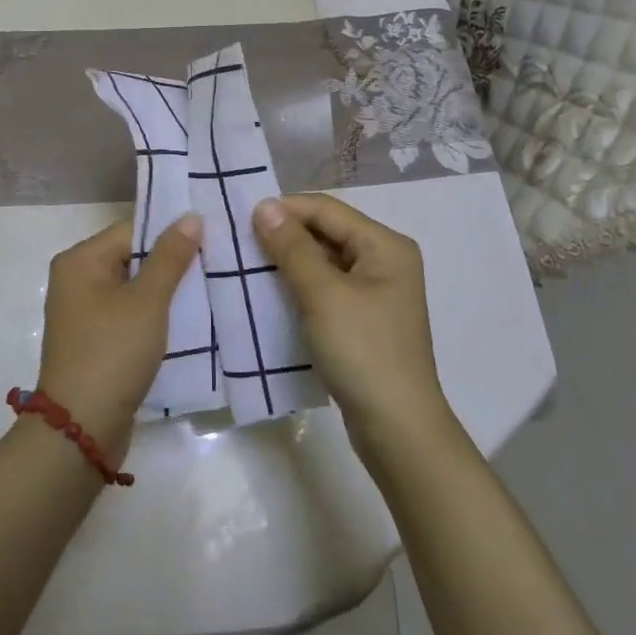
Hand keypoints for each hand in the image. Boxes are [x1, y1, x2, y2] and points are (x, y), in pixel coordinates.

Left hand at [37, 213, 202, 455]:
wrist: (81, 427)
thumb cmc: (113, 352)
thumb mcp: (148, 300)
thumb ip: (170, 256)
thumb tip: (191, 216)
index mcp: (80, 261)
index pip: (131, 230)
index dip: (170, 233)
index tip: (210, 238)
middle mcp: (76, 280)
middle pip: (132, 258)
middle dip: (171, 263)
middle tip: (216, 263)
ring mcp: (83, 314)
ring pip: (133, 289)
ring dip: (166, 292)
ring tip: (209, 289)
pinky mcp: (95, 341)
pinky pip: (128, 316)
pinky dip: (153, 317)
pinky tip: (187, 321)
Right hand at [252, 194, 448, 441]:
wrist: (396, 428)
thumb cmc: (363, 352)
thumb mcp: (322, 295)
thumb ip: (292, 247)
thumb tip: (264, 206)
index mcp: (385, 245)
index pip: (327, 210)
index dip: (284, 209)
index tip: (240, 217)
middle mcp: (385, 260)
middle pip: (327, 232)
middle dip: (284, 234)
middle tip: (238, 241)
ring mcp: (375, 291)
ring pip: (323, 261)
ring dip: (288, 260)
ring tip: (247, 264)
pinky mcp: (363, 318)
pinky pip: (326, 287)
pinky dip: (299, 285)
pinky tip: (269, 293)